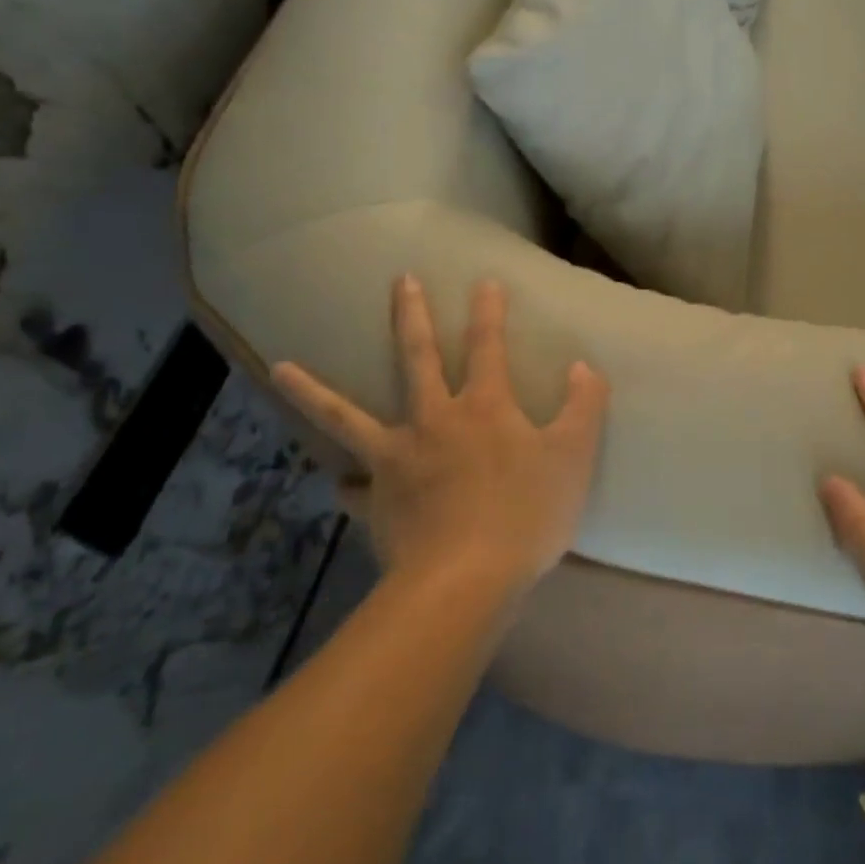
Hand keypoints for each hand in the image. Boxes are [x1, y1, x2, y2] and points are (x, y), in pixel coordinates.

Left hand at [271, 276, 609, 592]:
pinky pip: (354, 487)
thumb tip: (584, 367)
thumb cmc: (526, 514)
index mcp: (484, 407)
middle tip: (401, 281)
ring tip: (280, 368)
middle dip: (412, 316)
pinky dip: (348, 482)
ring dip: (313, 390)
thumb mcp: (574, 456)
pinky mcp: (377, 500)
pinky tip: (339, 482)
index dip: (489, 312)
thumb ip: (584, 407)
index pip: (488, 346)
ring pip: (347, 416)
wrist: (465, 582)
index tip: (484, 281)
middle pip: (418, 358)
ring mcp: (396, 459)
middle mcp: (434, 420)